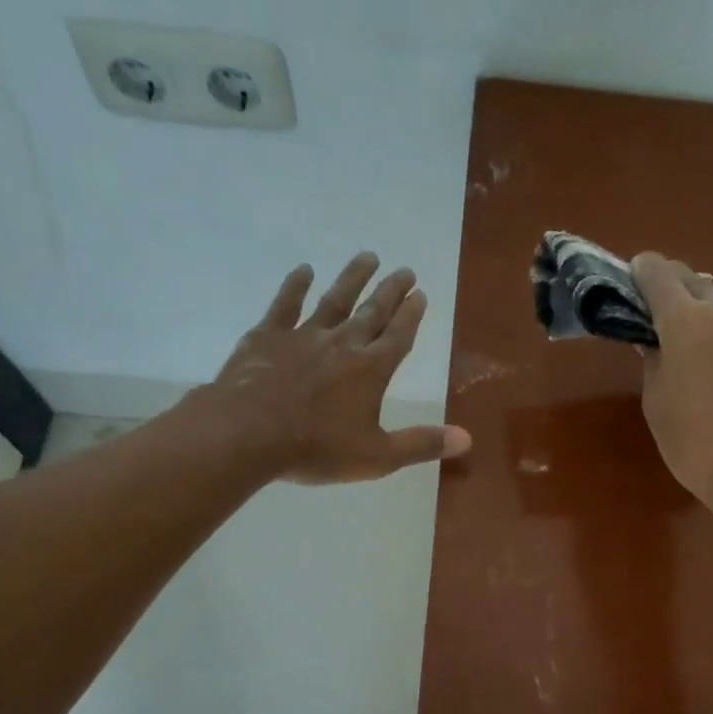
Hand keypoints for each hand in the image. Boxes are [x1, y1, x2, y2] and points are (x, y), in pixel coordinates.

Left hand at [186, 253, 471, 484]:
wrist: (245, 435)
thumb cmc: (316, 449)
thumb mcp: (377, 457)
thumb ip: (422, 444)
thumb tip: (467, 439)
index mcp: (371, 370)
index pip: (399, 335)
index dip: (412, 315)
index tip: (420, 293)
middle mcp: (343, 344)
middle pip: (373, 312)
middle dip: (391, 291)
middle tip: (404, 270)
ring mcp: (303, 336)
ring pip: (335, 300)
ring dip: (353, 278)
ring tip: (368, 256)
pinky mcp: (267, 337)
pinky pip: (285, 305)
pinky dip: (295, 286)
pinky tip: (303, 270)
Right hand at [631, 251, 712, 524]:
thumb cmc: (697, 443)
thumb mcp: (658, 404)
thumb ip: (654, 362)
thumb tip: (656, 342)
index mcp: (685, 320)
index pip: (658, 273)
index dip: (641, 272)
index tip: (633, 281)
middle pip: (694, 281)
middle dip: (674, 290)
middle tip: (661, 317)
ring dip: (707, 314)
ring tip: (698, 348)